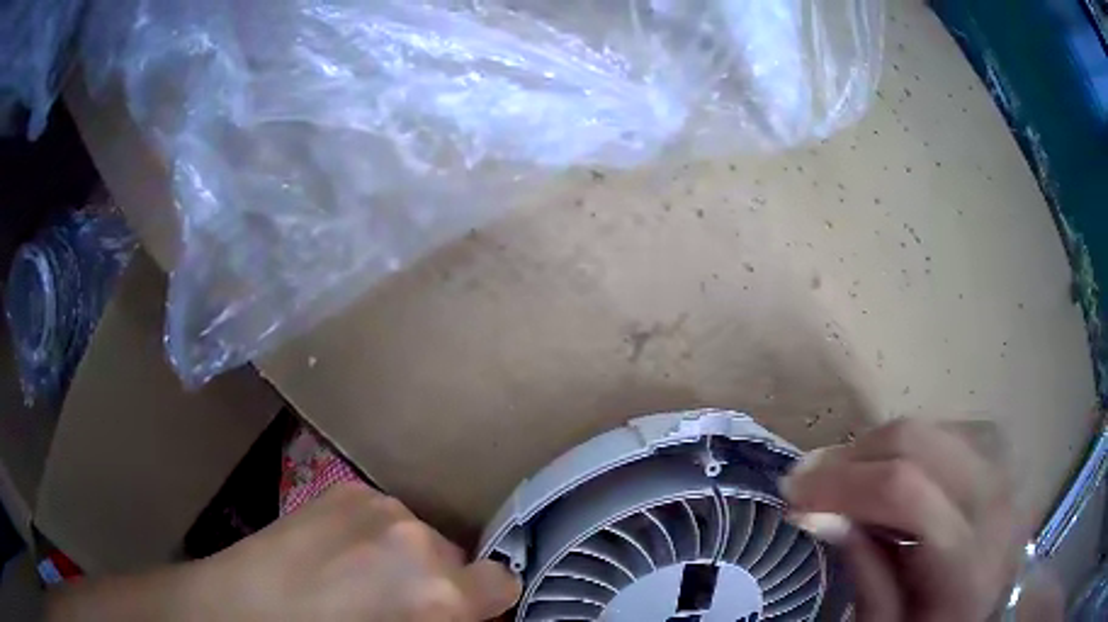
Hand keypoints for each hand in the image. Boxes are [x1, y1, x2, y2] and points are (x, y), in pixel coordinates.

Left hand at [48, 482, 520, 621]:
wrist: (241, 609)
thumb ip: (439, 619)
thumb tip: (458, 610)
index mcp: (435, 591)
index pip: (502, 582)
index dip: (484, 601)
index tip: (461, 613)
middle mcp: (413, 535)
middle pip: (456, 556)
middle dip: (438, 581)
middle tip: (397, 603)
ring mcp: (373, 503)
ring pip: (418, 533)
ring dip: (405, 556)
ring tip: (359, 576)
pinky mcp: (341, 488)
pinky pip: (382, 514)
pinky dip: (375, 534)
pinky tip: (337, 552)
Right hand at [780, 419, 1030, 620]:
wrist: (986, 614)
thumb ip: (862, 569)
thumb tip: (818, 512)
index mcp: (967, 559)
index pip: (903, 490)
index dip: (841, 482)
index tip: (793, 492)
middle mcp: (994, 501)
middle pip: (919, 443)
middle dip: (853, 455)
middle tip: (808, 477)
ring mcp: (1004, 471)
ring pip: (933, 427)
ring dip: (879, 446)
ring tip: (845, 475)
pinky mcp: (1001, 459)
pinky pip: (950, 430)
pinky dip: (911, 443)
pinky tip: (891, 467)